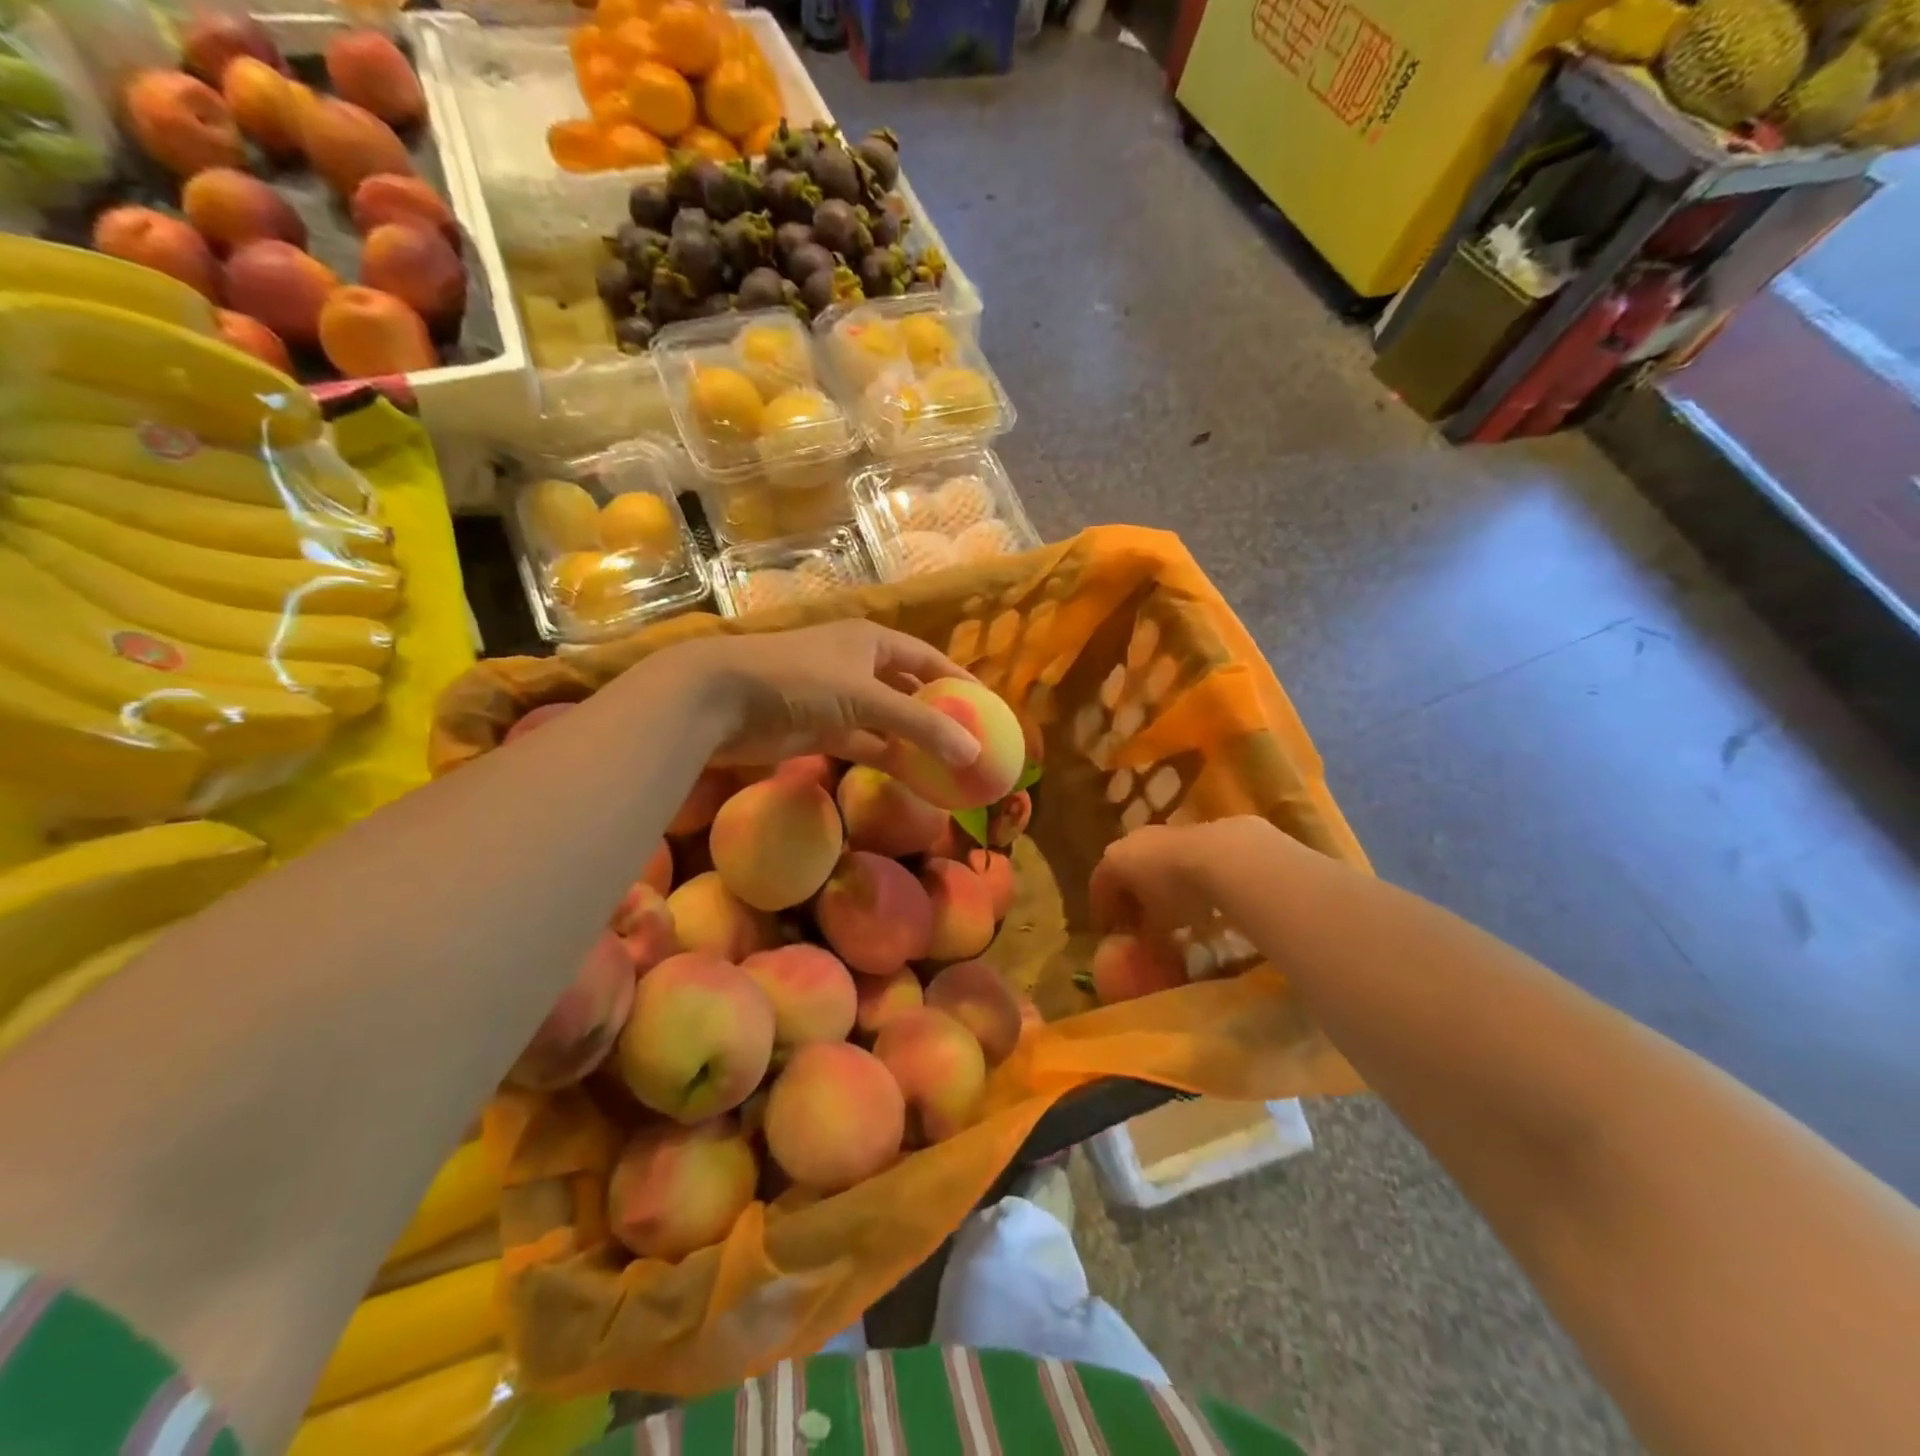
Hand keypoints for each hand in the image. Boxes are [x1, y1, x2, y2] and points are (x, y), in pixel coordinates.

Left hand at [651, 621, 983, 769]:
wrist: (723, 699)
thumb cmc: (801, 680)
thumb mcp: (867, 698)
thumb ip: (921, 725)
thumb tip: (972, 753)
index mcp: (873, 642)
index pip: (927, 658)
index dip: (958, 679)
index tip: (988, 705)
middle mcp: (859, 666)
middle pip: (909, 690)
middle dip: (938, 714)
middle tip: (971, 741)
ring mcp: (838, 700)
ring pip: (887, 722)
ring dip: (913, 742)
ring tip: (948, 765)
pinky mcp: (820, 730)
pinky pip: (864, 744)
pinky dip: (886, 758)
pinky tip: (912, 777)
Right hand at [1089, 817, 1287, 937]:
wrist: (1221, 857)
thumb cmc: (1175, 893)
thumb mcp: (1156, 925)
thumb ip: (1144, 934)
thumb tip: (1141, 942)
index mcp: (1113, 861)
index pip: (1099, 888)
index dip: (1103, 912)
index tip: (1109, 932)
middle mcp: (1130, 841)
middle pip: (1123, 872)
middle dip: (1129, 898)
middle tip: (1136, 922)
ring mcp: (1160, 833)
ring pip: (1149, 862)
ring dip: (1154, 886)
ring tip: (1167, 911)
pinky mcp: (1189, 831)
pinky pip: (1174, 858)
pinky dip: (1176, 877)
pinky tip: (1191, 895)